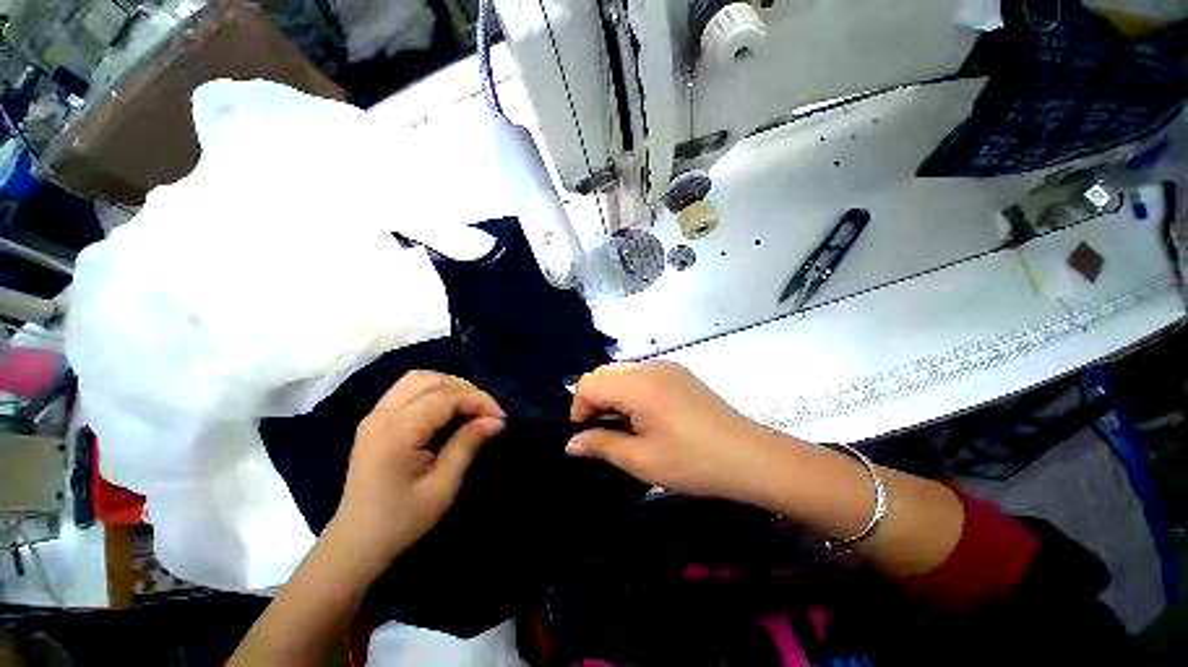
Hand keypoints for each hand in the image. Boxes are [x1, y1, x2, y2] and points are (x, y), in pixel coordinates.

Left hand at [331, 371, 505, 570]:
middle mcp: (383, 414)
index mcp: (398, 431)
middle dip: (467, 389)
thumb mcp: (443, 485)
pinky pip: (407, 388)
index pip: (447, 398)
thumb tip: (496, 420)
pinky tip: (447, 406)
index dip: (478, 401)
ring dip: (449, 385)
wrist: (356, 543)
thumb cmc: (402, 520)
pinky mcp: (375, 420)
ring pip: (418, 378)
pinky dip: (433, 389)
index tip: (500, 417)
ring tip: (470, 405)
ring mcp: (375, 414)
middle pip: (432, 380)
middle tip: (488, 411)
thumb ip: (468, 444)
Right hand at [567, 361, 776, 502]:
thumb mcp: (642, 460)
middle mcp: (650, 366)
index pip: (589, 383)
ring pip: (621, 372)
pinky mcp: (678, 372)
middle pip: (603, 372)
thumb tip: (572, 443)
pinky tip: (645, 415)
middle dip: (593, 400)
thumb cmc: (693, 462)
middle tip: (603, 431)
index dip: (580, 408)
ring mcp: (666, 366)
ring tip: (624, 426)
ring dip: (612, 395)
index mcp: (638, 384)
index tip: (587, 435)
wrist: (750, 456)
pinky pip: (641, 374)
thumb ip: (602, 445)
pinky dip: (630, 391)